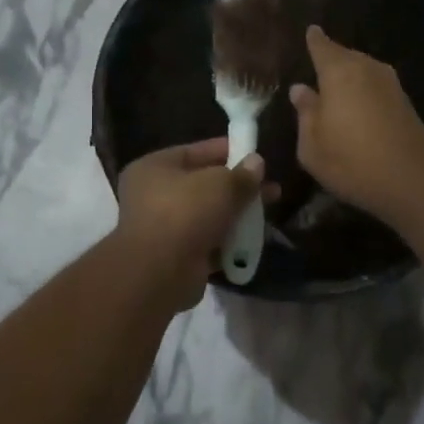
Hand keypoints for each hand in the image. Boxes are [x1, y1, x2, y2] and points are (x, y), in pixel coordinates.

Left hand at [113, 138, 266, 311]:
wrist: (160, 272)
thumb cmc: (185, 212)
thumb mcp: (221, 185)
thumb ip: (242, 174)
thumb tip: (256, 163)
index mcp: (154, 168)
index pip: (194, 151)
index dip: (226, 150)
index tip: (253, 153)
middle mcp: (153, 195)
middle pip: (204, 185)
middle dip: (238, 186)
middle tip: (270, 187)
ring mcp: (164, 228)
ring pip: (208, 214)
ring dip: (237, 214)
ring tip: (269, 212)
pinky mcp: (176, 256)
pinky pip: (209, 241)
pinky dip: (229, 241)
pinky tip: (254, 240)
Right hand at [289, 26, 423, 220]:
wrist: (413, 179)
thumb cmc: (352, 161)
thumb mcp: (312, 145)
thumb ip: (305, 113)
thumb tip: (300, 89)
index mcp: (339, 72)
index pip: (322, 46)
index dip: (314, 40)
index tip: (311, 31)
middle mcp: (367, 68)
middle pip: (345, 56)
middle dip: (331, 60)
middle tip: (316, 67)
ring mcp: (390, 83)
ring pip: (363, 71)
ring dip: (350, 77)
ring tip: (335, 89)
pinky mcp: (405, 102)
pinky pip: (376, 86)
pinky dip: (364, 91)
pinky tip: (357, 105)